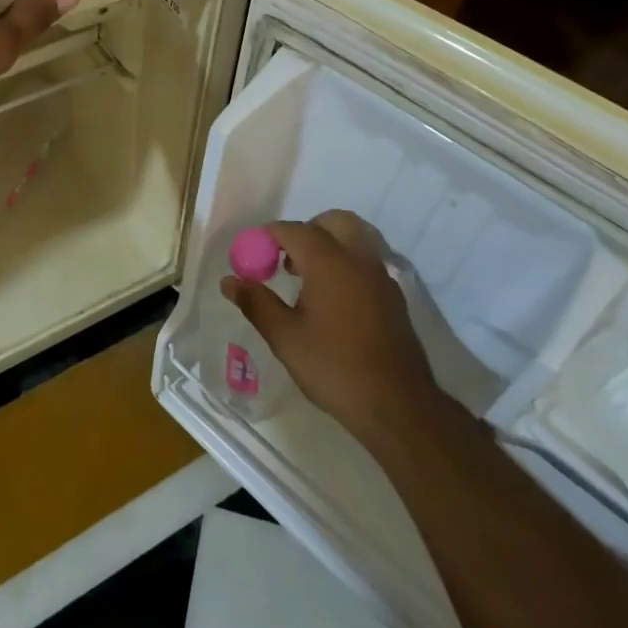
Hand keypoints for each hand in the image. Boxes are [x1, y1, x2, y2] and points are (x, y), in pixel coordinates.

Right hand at [221, 211, 441, 444]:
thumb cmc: (334, 367)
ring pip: (355, 239)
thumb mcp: (285, 337)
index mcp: (329, 261)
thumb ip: (256, 302)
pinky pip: (366, 262)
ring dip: (329, 245)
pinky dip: (346, 264)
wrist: (397, 405)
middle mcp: (358, 258)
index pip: (294, 230)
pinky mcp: (393, 296)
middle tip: (284, 260)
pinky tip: (332, 301)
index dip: (268, 237)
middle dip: (305, 232)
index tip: (251, 255)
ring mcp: (381, 276)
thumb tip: (230, 281)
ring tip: (307, 281)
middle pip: (333, 222)